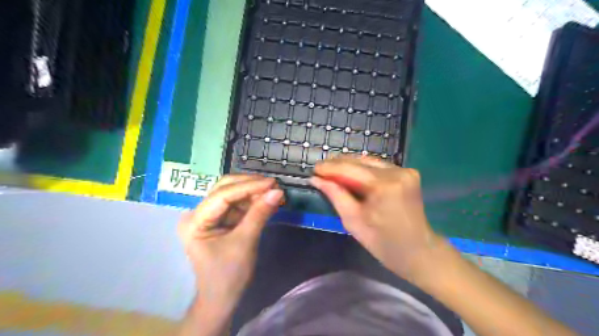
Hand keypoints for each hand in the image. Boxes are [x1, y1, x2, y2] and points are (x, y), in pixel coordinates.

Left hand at [176, 176, 283, 309]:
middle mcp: (198, 213)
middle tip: (274, 185)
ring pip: (233, 194)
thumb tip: (277, 191)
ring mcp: (209, 216)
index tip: (272, 182)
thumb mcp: (245, 242)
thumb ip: (259, 214)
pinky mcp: (220, 220)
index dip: (248, 186)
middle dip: (250, 185)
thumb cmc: (228, 275)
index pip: (222, 195)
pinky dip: (253, 202)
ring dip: (253, 192)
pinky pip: (238, 204)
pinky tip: (267, 200)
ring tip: (274, 192)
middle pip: (224, 189)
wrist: (222, 298)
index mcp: (195, 221)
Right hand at [312, 158, 446, 279]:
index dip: (329, 167)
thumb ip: (335, 195)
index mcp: (384, 185)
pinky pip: (379, 167)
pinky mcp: (408, 173)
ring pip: (369, 161)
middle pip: (360, 161)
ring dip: (349, 165)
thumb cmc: (384, 243)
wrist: (419, 251)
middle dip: (338, 164)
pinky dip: (363, 169)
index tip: (313, 170)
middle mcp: (397, 172)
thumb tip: (316, 179)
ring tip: (332, 171)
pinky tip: (351, 174)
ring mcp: (405, 171)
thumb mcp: (353, 221)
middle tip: (320, 170)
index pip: (350, 168)